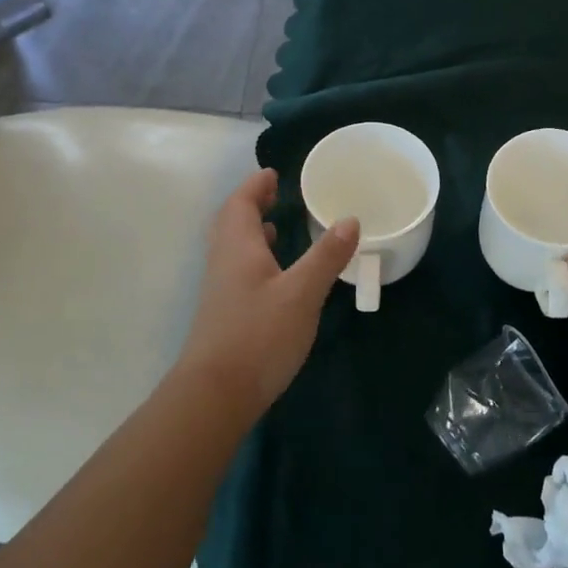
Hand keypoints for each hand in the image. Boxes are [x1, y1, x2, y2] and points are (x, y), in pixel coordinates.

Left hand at [175, 169, 358, 415]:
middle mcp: (224, 262)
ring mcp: (221, 290)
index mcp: (238, 247)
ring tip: (278, 227)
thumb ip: (326, 256)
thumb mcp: (302, 293)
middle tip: (276, 196)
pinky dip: (256, 258)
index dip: (256, 186)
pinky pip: (238, 270)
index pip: (240, 203)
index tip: (274, 174)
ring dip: (252, 231)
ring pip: (233, 248)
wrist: (216, 394)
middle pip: (231, 222)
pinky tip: (276, 275)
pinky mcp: (225, 313)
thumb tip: (350, 219)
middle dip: (251, 204)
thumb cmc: (259, 335)